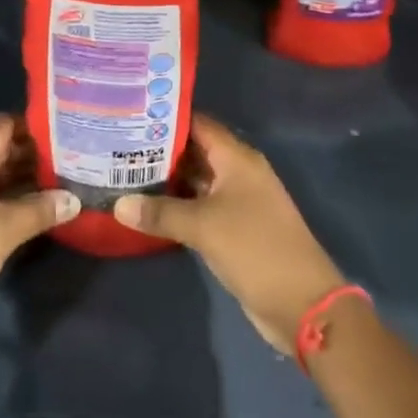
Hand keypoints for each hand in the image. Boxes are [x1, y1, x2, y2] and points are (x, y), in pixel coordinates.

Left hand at [0, 114, 78, 343]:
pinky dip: (9, 198)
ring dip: (23, 178)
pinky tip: (36, 210)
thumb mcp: (4, 229)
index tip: (67, 134)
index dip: (34, 126)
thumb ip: (40, 209)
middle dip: (34, 154)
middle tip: (74, 161)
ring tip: (63, 184)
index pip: (3, 124)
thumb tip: (74, 199)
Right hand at [114, 115, 343, 351]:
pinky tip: (145, 207)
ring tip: (122, 172)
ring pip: (195, 180)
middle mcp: (238, 173)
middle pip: (194, 150)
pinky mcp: (233, 228)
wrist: (301, 303)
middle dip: (158, 149)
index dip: (166, 118)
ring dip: (164, 179)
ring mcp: (237, 201)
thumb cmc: (255, 249)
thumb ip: (160, 212)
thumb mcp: (203, 227)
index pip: (197, 124)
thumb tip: (118, 204)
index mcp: (237, 159)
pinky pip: (198, 206)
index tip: (130, 114)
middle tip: (116, 144)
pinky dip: (175, 205)